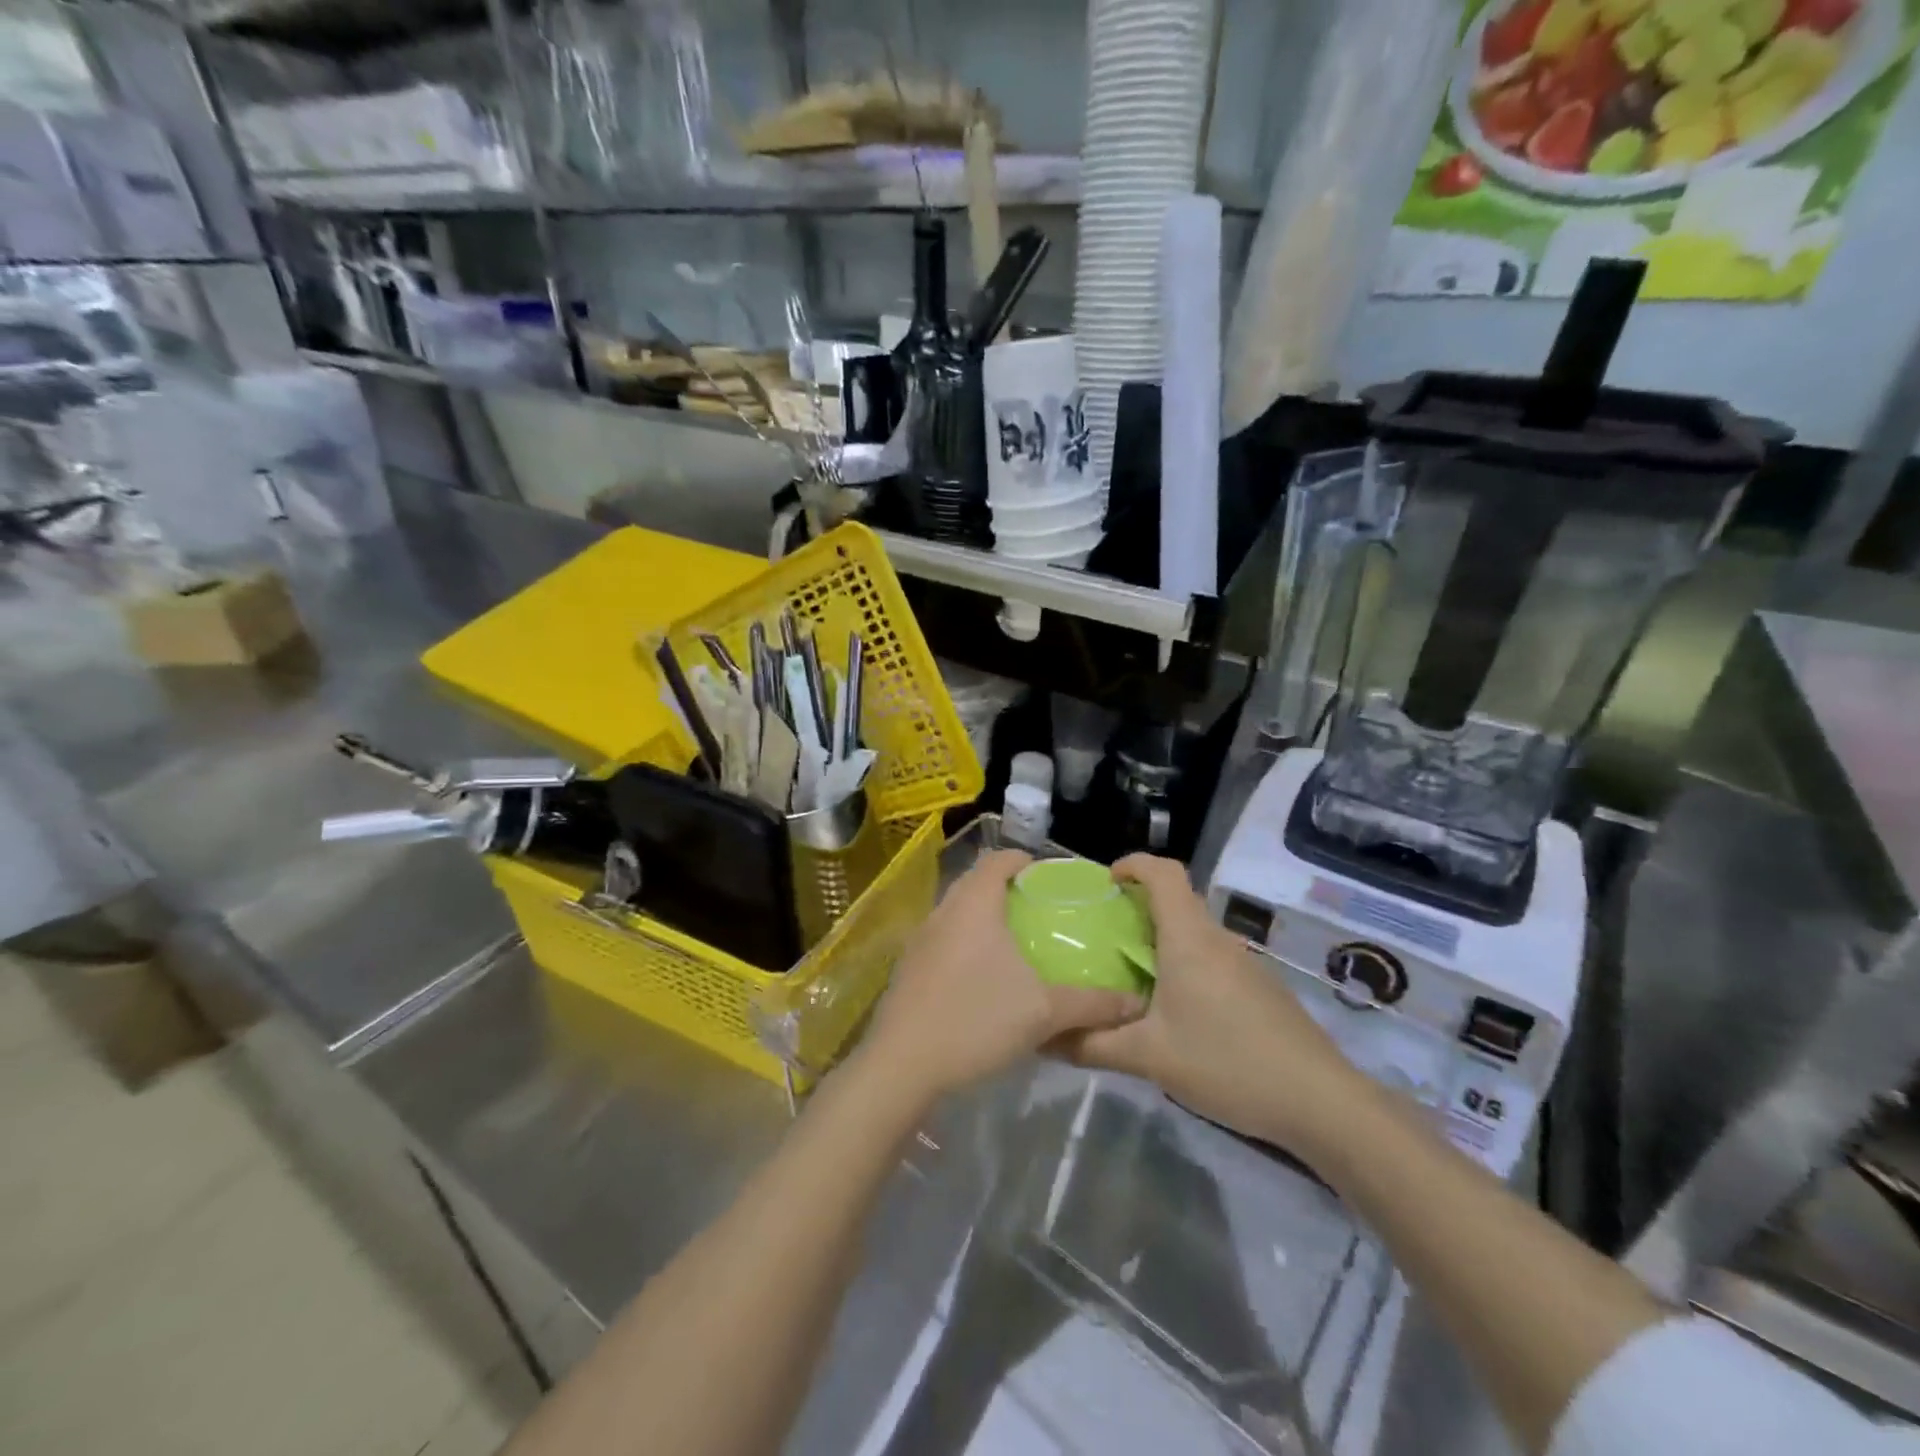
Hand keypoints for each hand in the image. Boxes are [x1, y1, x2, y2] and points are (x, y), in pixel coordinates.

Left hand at [859, 849, 1147, 1105]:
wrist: (902, 1065)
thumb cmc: (976, 1021)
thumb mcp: (1044, 1012)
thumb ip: (1092, 1004)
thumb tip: (1136, 1003)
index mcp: (974, 904)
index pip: (997, 860)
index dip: (1023, 861)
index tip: (1046, 877)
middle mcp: (943, 911)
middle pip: (975, 883)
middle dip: (1004, 890)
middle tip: (1037, 911)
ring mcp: (919, 940)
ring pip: (956, 913)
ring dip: (982, 919)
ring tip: (1013, 944)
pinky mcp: (908, 969)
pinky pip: (942, 940)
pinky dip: (964, 944)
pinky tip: (981, 979)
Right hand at [1056, 854, 1367, 1158]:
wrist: (1320, 1101)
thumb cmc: (1227, 1063)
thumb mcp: (1150, 1057)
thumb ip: (1093, 1044)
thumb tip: (1044, 1038)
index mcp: (1189, 939)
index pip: (1163, 873)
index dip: (1132, 864)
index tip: (1104, 882)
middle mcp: (1217, 939)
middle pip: (1177, 900)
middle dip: (1138, 905)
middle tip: (1102, 934)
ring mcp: (1244, 963)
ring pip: (1195, 932)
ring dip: (1161, 938)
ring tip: (1129, 974)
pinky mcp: (1259, 988)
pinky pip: (1211, 957)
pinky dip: (1184, 963)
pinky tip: (1173, 1009)